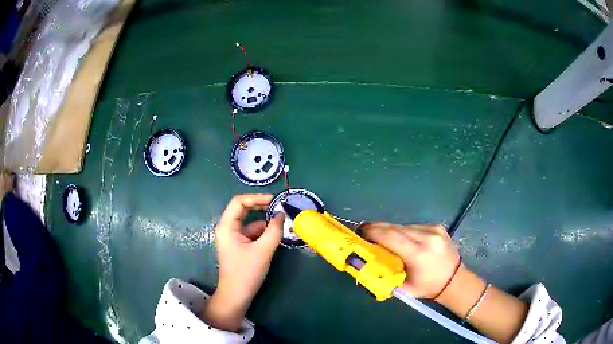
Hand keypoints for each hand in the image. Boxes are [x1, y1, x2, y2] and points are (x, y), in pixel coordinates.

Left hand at [200, 194, 284, 330]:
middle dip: (261, 207)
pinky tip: (275, 235)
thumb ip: (274, 230)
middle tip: (279, 207)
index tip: (274, 200)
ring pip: (249, 222)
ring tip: (282, 223)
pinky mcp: (239, 246)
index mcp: (227, 226)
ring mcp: (233, 237)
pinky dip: (263, 232)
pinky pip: (251, 233)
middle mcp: (227, 228)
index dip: (257, 197)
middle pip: (243, 210)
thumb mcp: (263, 250)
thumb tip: (282, 214)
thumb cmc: (246, 272)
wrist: (237, 295)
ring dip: (264, 222)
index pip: (239, 202)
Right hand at [361, 223, 460, 298]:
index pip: (390, 236)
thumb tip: (363, 265)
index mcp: (418, 254)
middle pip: (395, 227)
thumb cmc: (428, 287)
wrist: (455, 280)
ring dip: (391, 230)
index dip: (373, 232)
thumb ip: (384, 276)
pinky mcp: (437, 226)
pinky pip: (413, 226)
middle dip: (378, 228)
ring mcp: (434, 229)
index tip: (360, 232)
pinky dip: (404, 231)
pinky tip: (401, 239)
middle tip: (364, 231)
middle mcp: (427, 237)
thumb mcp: (404, 288)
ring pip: (404, 226)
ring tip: (381, 236)